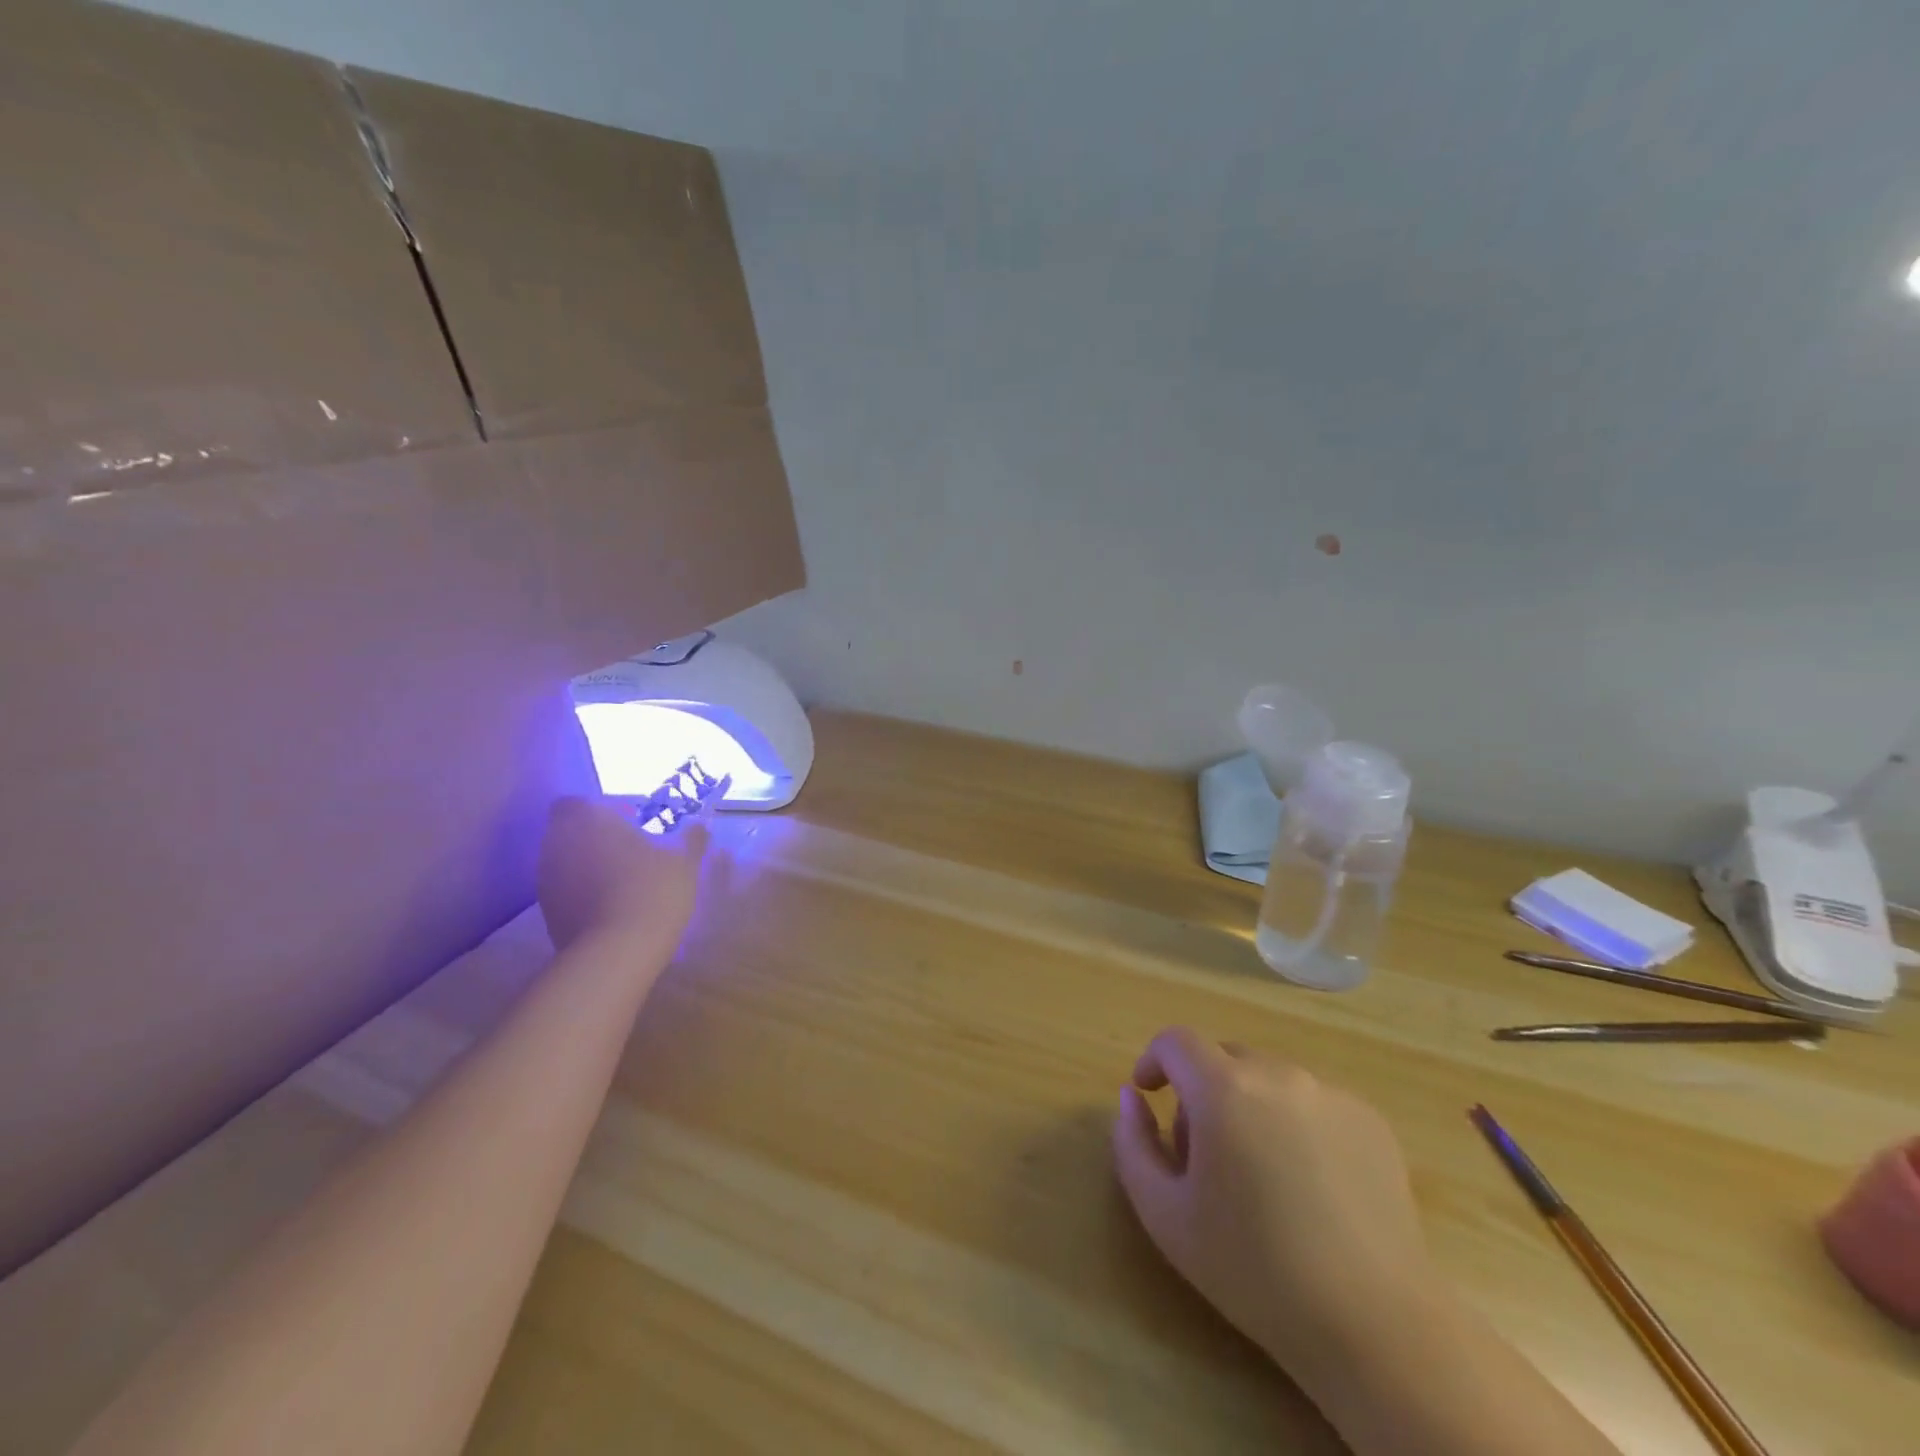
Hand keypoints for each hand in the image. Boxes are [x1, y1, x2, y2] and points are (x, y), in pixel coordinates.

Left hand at [535, 796, 706, 953]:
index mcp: (587, 819)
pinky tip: (614, 909)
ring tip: (625, 883)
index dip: (600, 810)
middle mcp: (557, 844)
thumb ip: (691, 838)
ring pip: (567, 862)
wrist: (616, 952)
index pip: (576, 802)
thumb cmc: (652, 890)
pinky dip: (584, 894)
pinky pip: (566, 892)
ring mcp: (547, 881)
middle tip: (633, 851)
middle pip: (570, 832)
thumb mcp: (684, 860)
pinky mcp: (546, 914)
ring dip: (590, 866)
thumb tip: (700, 826)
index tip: (628, 823)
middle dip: (596, 838)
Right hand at [1111, 1028, 1433, 1380]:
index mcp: (1223, 1088)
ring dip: (1249, 1105)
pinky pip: (1313, 1102)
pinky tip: (1308, 1186)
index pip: (1176, 1041)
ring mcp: (1330, 1094)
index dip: (1154, 1060)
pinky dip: (1295, 1123)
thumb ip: (1133, 1142)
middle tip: (1203, 1153)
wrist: (1373, 1325)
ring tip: (1259, 1174)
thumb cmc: (1253, 1268)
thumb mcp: (1164, 1214)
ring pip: (1269, 1078)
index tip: (1149, 1095)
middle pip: (1223, 1057)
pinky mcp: (1370, 1120)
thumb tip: (1131, 1097)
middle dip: (1201, 1090)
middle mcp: (1277, 1073)